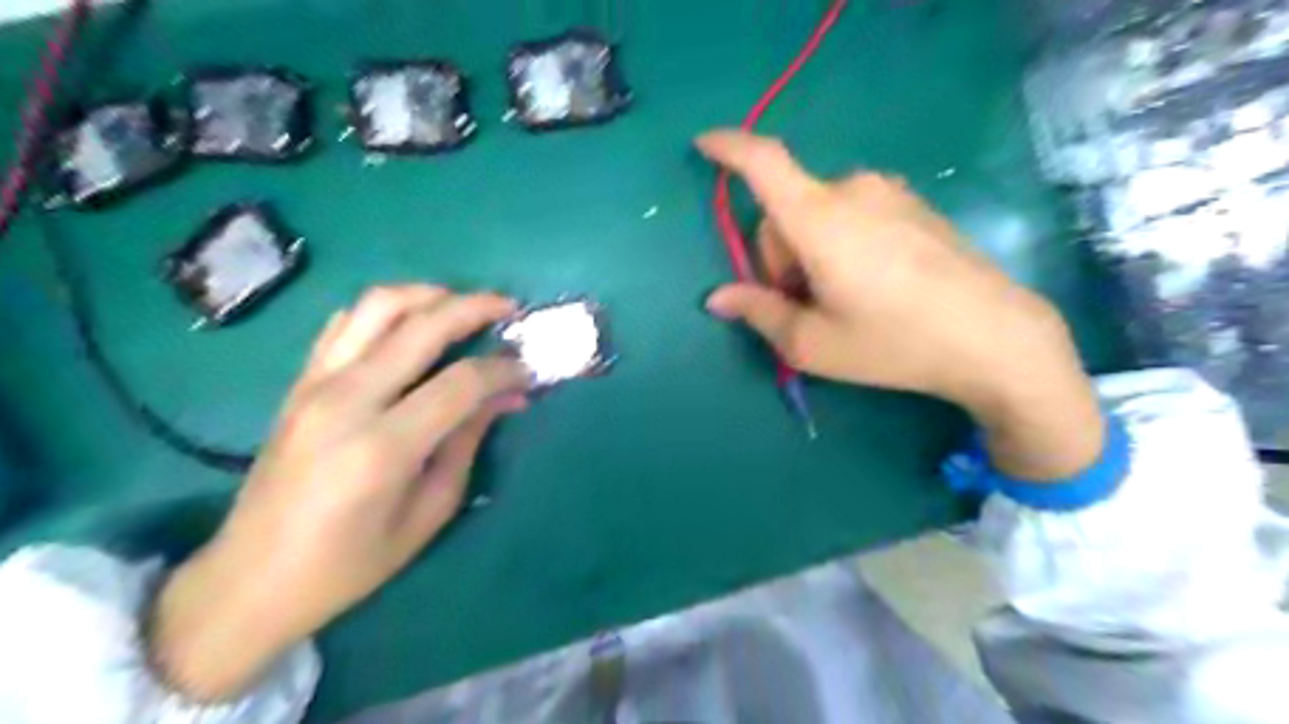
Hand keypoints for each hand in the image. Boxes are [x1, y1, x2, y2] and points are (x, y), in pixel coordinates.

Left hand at [150, 284, 527, 702]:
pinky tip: (411, 326)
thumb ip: (468, 443)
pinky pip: (346, 323)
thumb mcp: (427, 513)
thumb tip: (507, 397)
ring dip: (429, 294)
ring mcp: (315, 383)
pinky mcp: (299, 382)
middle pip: (422, 324)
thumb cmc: (349, 564)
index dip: (503, 370)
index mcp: (383, 446)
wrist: (250, 580)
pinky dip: (386, 311)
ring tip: (463, 306)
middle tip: (509, 310)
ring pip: (378, 305)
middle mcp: (347, 399)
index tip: (527, 371)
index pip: (461, 381)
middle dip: (476, 307)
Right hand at [701, 132, 1102, 479]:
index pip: (763, 163)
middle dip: (780, 255)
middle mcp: (852, 190)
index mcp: (819, 219)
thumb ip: (758, 313)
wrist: (994, 337)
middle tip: (805, 305)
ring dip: (811, 249)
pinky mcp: (913, 204)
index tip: (703, 145)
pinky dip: (842, 241)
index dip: (729, 148)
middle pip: (786, 210)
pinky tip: (873, 283)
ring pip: (819, 212)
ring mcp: (889, 193)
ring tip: (842, 298)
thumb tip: (717, 298)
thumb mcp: (812, 343)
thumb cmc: (893, 342)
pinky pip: (853, 212)